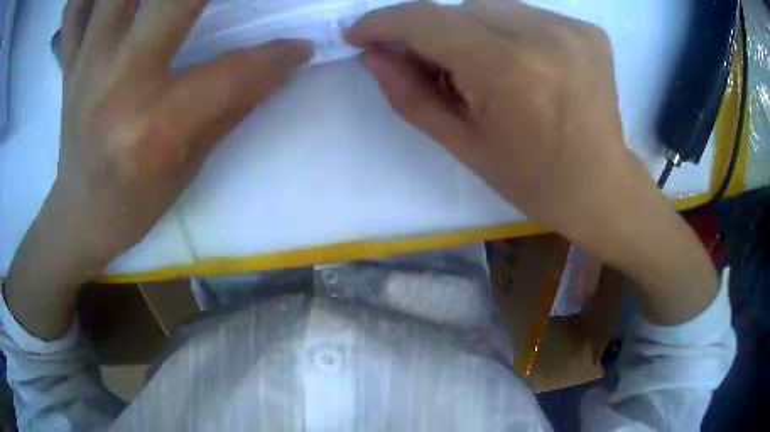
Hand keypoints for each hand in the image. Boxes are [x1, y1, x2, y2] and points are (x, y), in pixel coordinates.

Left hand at [5, 0, 311, 338]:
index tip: (301, 46)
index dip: (276, 55)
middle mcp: (117, 84)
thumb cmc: (133, 204)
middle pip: (174, 0)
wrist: (78, 217)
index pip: (230, 72)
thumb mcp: (188, 167)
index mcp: (153, 126)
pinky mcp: (70, 61)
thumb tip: (281, 66)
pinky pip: (74, 8)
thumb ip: (232, 107)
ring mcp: (86, 64)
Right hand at [347, 1, 636, 254]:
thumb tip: (373, 56)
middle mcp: (541, 34)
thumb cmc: (532, 179)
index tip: (360, 34)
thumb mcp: (462, 144)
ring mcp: (571, 28)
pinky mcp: (587, 30)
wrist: (601, 186)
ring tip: (486, 71)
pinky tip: (522, 64)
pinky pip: (526, 15)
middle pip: (458, 10)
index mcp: (507, 68)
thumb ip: (410, 95)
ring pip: (491, 8)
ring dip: (472, 32)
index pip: (425, 20)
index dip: (383, 22)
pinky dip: (509, 32)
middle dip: (434, 35)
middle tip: (437, 70)